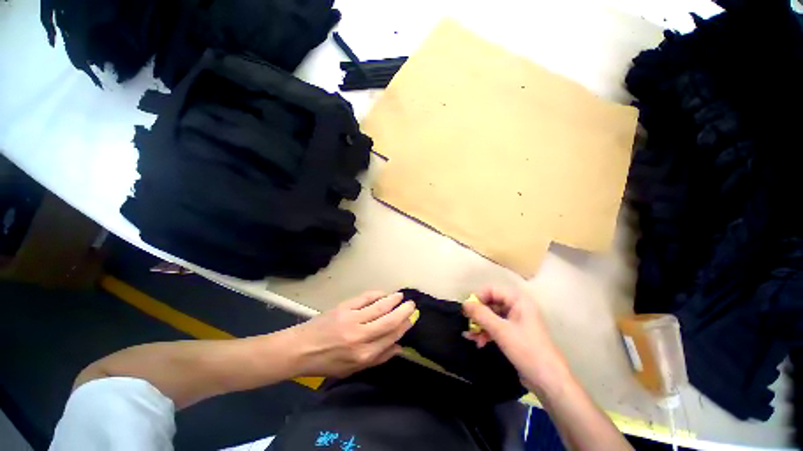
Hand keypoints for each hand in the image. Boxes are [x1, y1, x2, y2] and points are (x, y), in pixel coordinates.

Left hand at [289, 291, 415, 377]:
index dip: (403, 327)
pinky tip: (383, 293)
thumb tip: (399, 347)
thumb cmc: (328, 362)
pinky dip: (377, 294)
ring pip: (379, 307)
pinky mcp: (344, 307)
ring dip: (393, 300)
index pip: (390, 337)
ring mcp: (352, 319)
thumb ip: (378, 358)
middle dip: (403, 312)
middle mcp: (360, 336)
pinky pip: (365, 298)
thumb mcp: (353, 368)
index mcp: (364, 355)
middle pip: (388, 321)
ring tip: (401, 296)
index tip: (411, 319)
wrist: (301, 349)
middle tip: (412, 304)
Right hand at [462, 287, 568, 392]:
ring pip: (492, 316)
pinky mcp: (514, 333)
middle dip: (478, 315)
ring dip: (481, 325)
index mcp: (518, 300)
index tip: (467, 311)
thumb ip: (481, 315)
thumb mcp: (501, 331)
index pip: (492, 290)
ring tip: (472, 338)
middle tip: (468, 325)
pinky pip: (496, 326)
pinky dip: (487, 332)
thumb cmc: (527, 350)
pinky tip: (479, 342)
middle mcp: (517, 306)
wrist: (549, 381)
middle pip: (491, 303)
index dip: (478, 298)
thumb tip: (464, 303)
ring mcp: (516, 320)